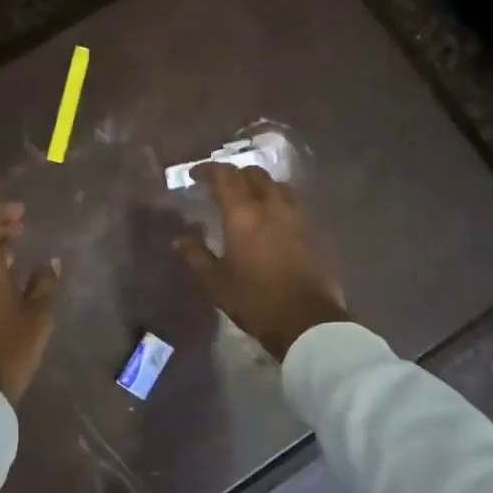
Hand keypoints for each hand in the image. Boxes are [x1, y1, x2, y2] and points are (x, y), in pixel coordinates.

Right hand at [175, 164, 347, 360]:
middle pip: (253, 174)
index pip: (225, 175)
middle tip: (220, 187)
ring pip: (276, 185)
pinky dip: (276, 201)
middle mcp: (271, 205)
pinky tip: (271, 218)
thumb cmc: (255, 301)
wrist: (307, 322)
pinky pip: (292, 202)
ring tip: (248, 199)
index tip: (195, 176)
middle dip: (234, 175)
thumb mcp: (216, 282)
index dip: (208, 170)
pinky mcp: (314, 229)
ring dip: (259, 185)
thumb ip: (196, 255)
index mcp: (243, 213)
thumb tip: (179, 239)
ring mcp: (297, 215)